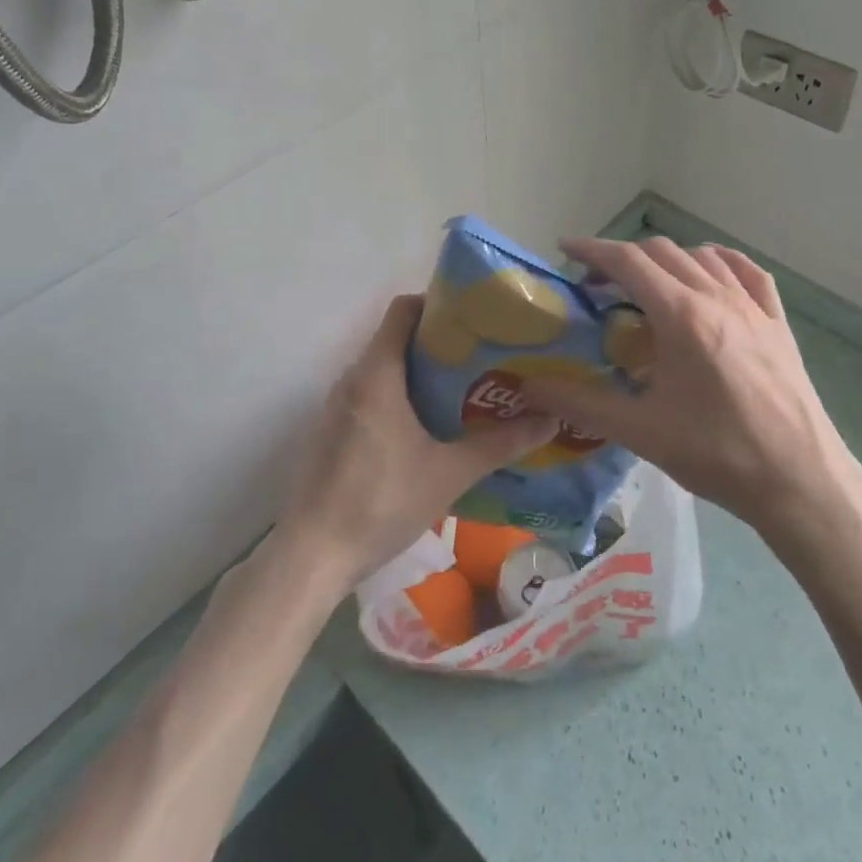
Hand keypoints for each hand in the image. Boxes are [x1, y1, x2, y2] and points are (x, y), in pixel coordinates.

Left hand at [273, 294, 557, 593]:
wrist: (311, 556)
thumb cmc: (381, 502)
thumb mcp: (449, 473)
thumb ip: (499, 444)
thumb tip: (550, 420)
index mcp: (377, 373)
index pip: (403, 310)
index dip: (438, 304)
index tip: (474, 319)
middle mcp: (352, 378)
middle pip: (395, 338)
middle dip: (438, 343)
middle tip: (481, 357)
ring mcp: (336, 406)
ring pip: (382, 370)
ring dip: (418, 373)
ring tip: (462, 390)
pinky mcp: (330, 432)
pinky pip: (369, 395)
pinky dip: (398, 397)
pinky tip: (426, 427)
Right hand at [520, 238, 861, 545]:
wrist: (800, 481)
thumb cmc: (718, 454)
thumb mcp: (641, 431)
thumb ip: (581, 403)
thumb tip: (530, 386)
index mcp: (681, 315)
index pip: (628, 261)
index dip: (593, 250)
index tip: (566, 249)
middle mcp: (717, 296)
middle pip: (661, 253)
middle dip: (623, 259)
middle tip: (598, 287)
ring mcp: (753, 307)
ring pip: (702, 257)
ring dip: (667, 261)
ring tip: (648, 287)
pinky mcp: (778, 323)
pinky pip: (747, 273)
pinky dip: (719, 263)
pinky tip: (711, 276)